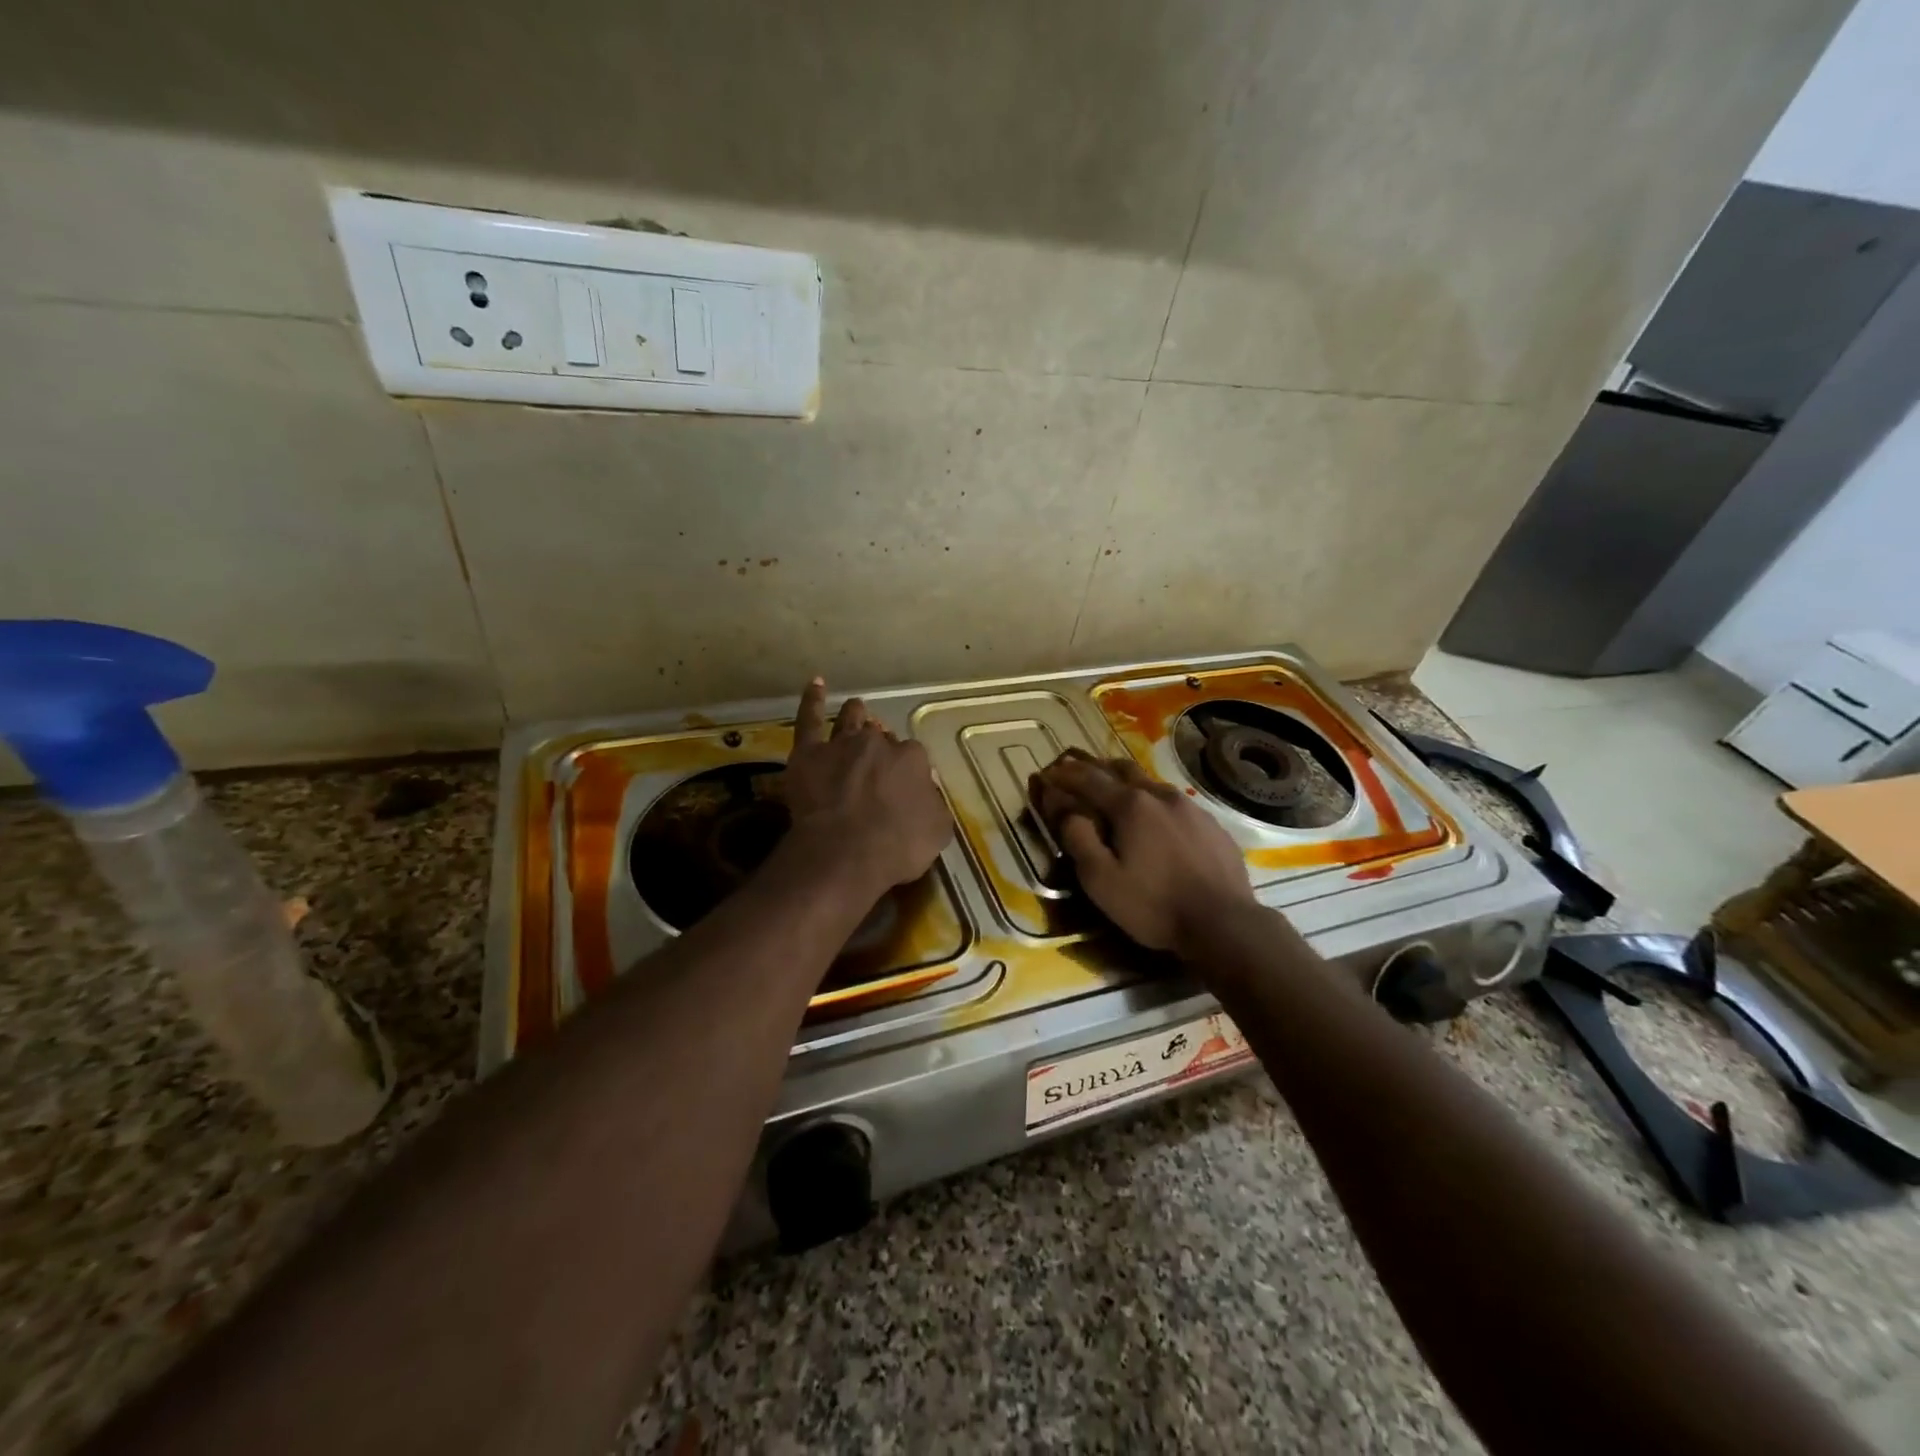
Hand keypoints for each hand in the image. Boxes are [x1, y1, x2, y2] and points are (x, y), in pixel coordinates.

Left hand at [784, 677, 953, 893]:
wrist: (844, 853)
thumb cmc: (897, 847)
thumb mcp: (937, 831)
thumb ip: (934, 804)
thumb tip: (927, 791)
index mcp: (912, 758)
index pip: (912, 756)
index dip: (906, 770)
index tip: (902, 786)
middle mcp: (879, 743)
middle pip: (881, 738)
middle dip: (881, 746)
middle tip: (877, 763)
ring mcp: (842, 744)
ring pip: (851, 719)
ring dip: (856, 714)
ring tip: (856, 709)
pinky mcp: (808, 753)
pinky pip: (809, 718)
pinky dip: (812, 700)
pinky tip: (816, 683)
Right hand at [1032, 752, 1255, 953]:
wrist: (1223, 923)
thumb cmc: (1153, 904)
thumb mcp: (1100, 878)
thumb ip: (1076, 836)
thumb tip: (1058, 801)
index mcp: (1130, 805)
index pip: (1087, 779)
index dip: (1064, 775)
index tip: (1047, 773)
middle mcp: (1160, 795)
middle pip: (1121, 769)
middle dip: (1095, 768)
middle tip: (1078, 773)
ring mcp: (1191, 807)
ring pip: (1151, 783)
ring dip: (1126, 782)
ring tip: (1115, 792)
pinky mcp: (1212, 824)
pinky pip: (1175, 803)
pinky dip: (1154, 802)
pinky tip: (1156, 820)